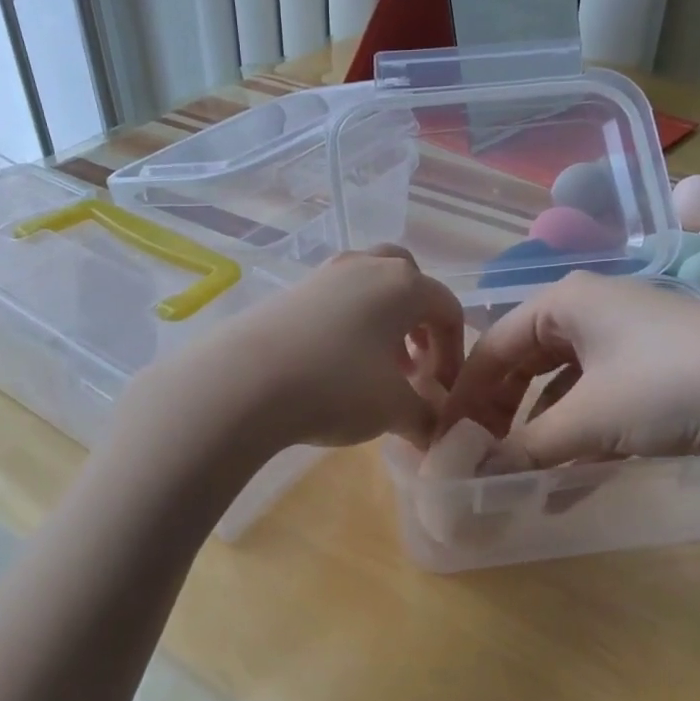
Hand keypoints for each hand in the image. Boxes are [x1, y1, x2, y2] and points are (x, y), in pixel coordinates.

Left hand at [155, 246, 464, 451]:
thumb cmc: (337, 386)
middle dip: (419, 323)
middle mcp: (367, 266)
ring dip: (384, 323)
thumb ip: (425, 418)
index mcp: (404, 285)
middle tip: (413, 364)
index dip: (454, 352)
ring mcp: (325, 273)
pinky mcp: (292, 290)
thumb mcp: (393, 409)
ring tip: (376, 367)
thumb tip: (436, 433)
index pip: (447, 310)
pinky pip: (337, 298)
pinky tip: (336, 363)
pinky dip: (350, 323)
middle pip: (409, 282)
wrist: (245, 381)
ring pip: (370, 287)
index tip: (444, 391)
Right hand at [440, 272, 699, 464]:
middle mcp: (590, 312)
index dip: (465, 396)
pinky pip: (598, 402)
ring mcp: (626, 341)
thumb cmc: (668, 384)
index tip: (446, 442)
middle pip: (524, 365)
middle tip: (480, 461)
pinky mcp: (655, 370)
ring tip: (520, 480)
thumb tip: (471, 478)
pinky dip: (579, 439)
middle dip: (500, 416)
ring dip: (539, 435)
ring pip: (562, 388)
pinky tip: (569, 482)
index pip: (493, 347)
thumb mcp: (588, 420)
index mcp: (564, 303)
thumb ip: (524, 449)